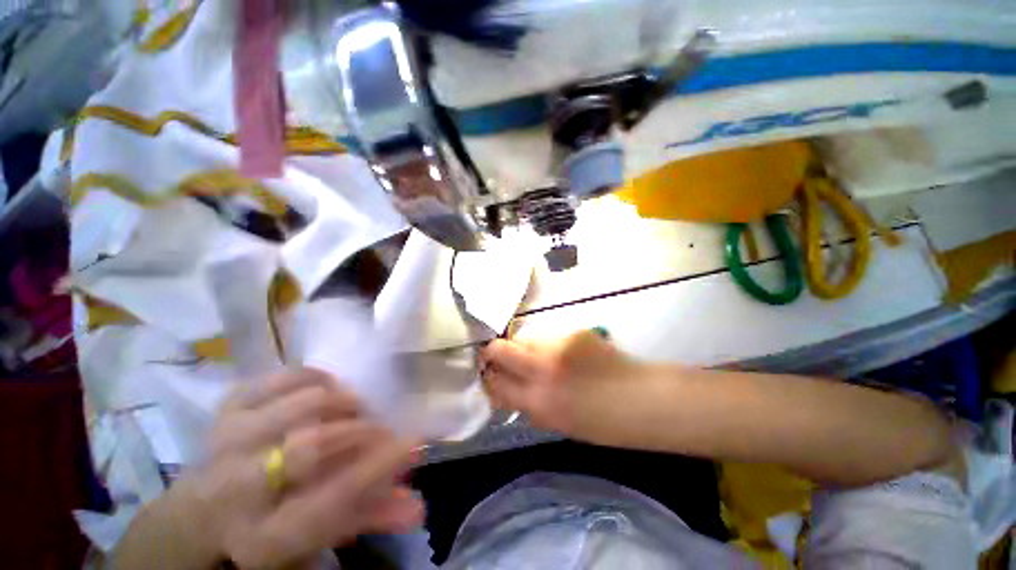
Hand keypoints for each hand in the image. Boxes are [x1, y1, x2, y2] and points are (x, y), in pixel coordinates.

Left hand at [175, 369, 422, 567]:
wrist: (196, 514)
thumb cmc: (265, 533)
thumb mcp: (316, 539)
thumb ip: (368, 519)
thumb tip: (419, 506)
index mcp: (262, 534)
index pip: (332, 498)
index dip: (379, 467)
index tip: (414, 443)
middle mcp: (236, 488)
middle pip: (311, 446)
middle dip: (360, 431)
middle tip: (380, 428)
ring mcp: (228, 439)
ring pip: (300, 403)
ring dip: (341, 401)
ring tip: (354, 409)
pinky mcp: (226, 408)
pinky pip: (279, 377)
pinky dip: (313, 376)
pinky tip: (326, 388)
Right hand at [481, 330, 654, 445]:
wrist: (642, 399)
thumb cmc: (601, 423)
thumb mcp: (557, 423)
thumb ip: (529, 404)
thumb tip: (507, 389)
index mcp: (537, 402)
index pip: (494, 382)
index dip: (488, 376)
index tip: (489, 374)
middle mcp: (541, 370)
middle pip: (499, 349)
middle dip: (492, 352)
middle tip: (499, 356)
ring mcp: (557, 346)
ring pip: (523, 338)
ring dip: (523, 348)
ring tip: (540, 357)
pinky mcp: (572, 332)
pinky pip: (548, 336)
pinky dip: (548, 344)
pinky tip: (566, 354)